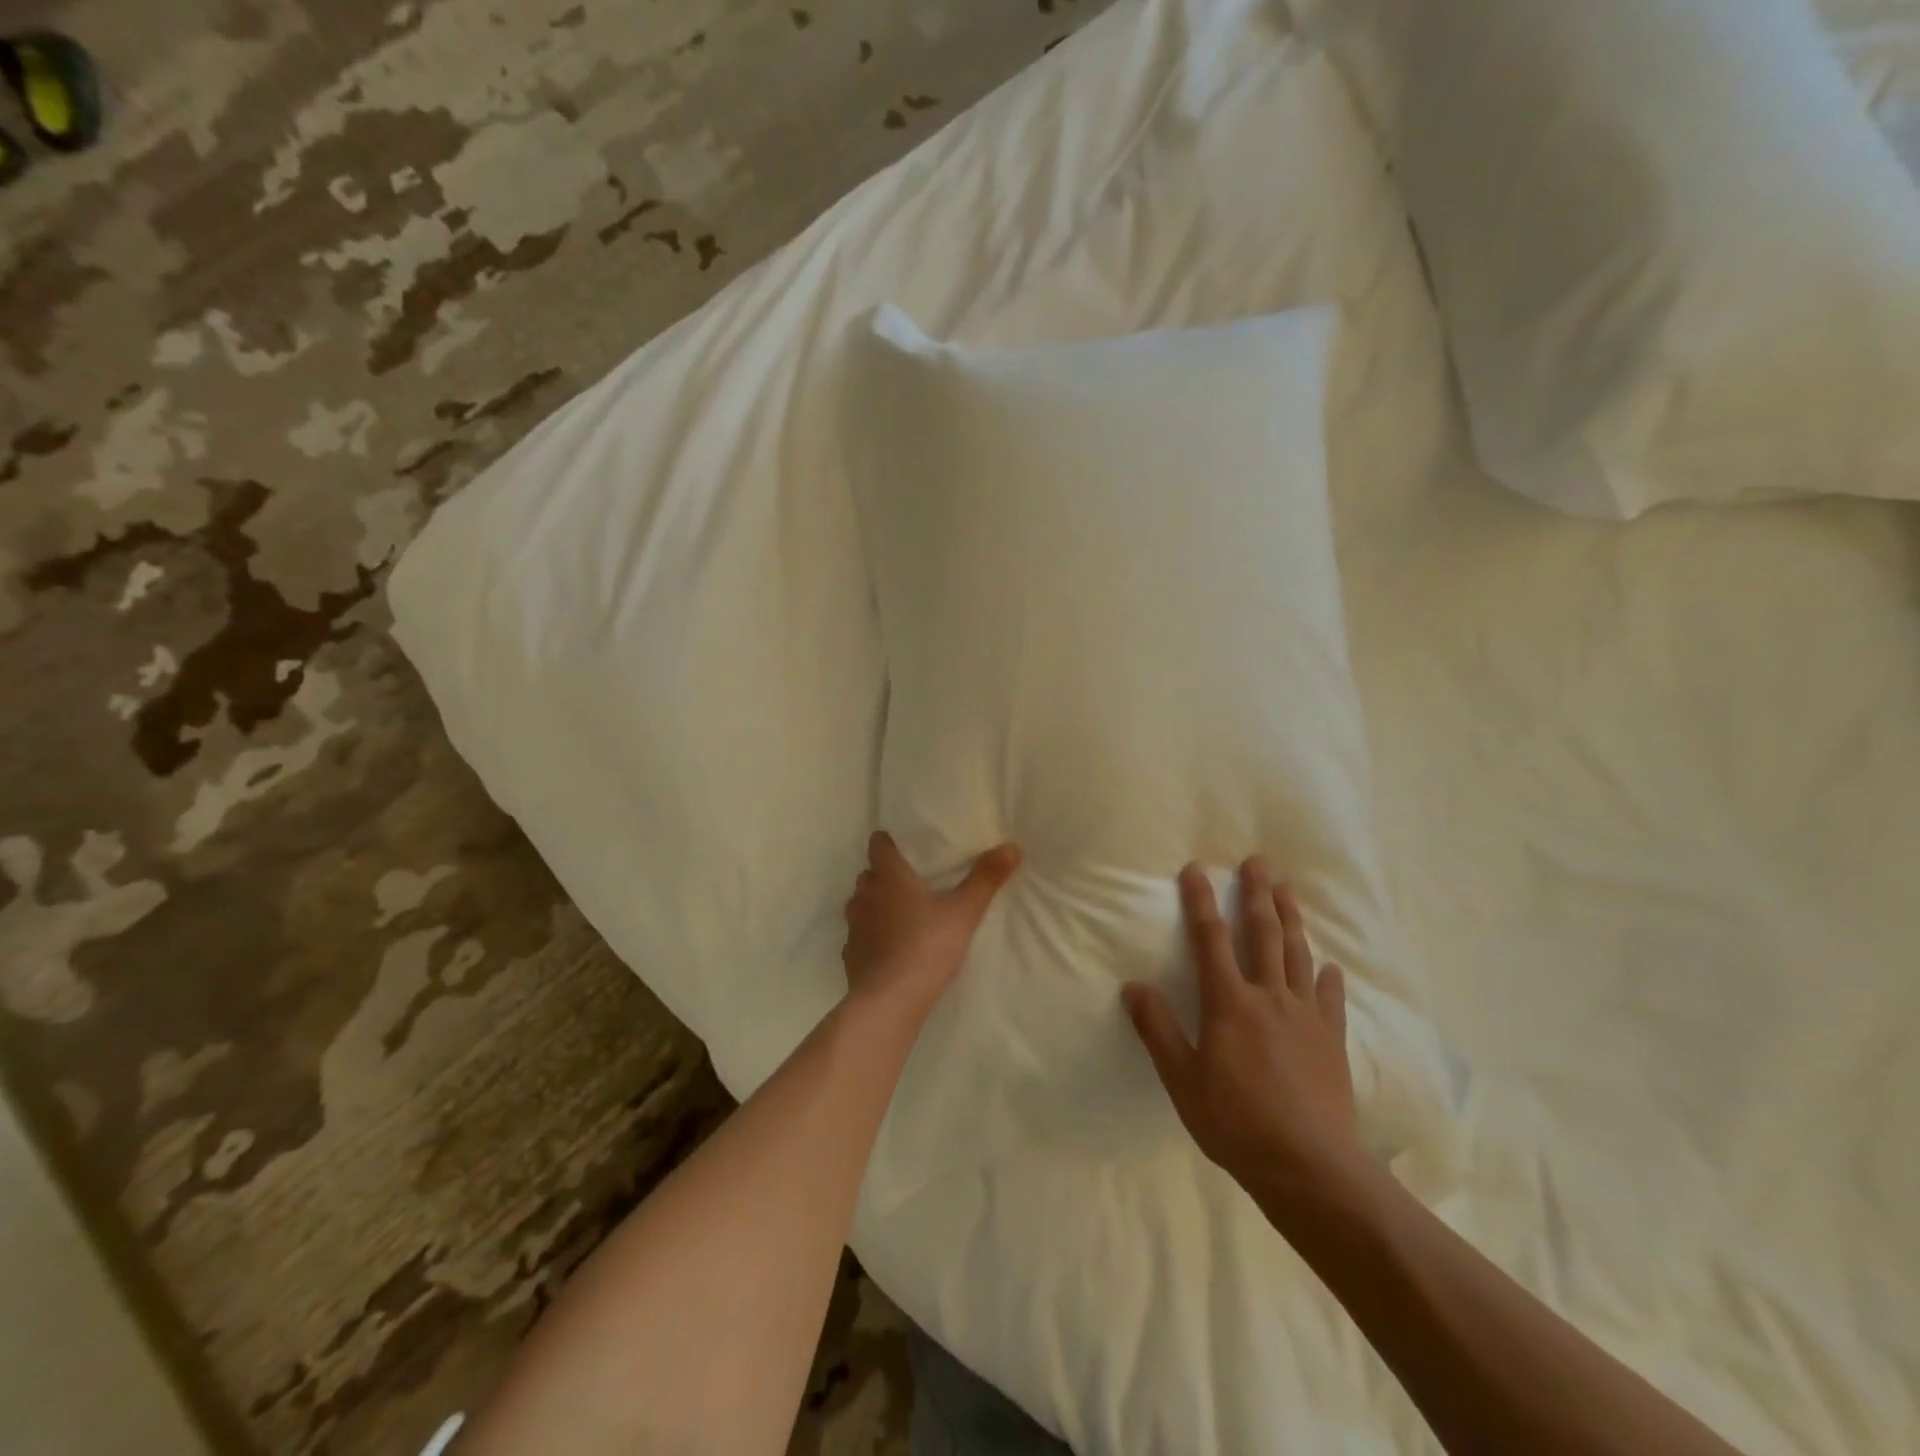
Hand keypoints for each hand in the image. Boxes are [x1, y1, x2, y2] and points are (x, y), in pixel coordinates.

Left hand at [841, 831, 1020, 1014]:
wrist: (890, 1000)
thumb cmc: (927, 946)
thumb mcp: (964, 912)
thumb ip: (985, 879)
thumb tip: (1012, 847)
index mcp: (890, 878)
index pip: (878, 846)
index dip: (887, 842)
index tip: (899, 844)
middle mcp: (866, 896)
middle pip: (869, 875)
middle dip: (883, 874)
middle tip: (908, 880)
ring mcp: (854, 927)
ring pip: (860, 904)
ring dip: (874, 904)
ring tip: (898, 913)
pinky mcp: (850, 955)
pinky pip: (858, 936)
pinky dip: (870, 935)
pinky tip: (886, 947)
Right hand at [1123, 858, 1359, 1198]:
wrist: (1310, 1168)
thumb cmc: (1235, 1123)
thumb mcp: (1182, 1080)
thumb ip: (1157, 1029)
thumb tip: (1133, 986)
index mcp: (1229, 1003)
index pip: (1210, 940)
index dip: (1200, 902)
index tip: (1197, 869)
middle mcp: (1269, 997)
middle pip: (1263, 934)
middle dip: (1257, 894)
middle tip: (1259, 861)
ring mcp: (1305, 1017)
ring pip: (1298, 956)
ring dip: (1292, 919)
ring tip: (1288, 890)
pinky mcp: (1331, 1041)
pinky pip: (1330, 1000)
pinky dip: (1329, 979)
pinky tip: (1330, 966)